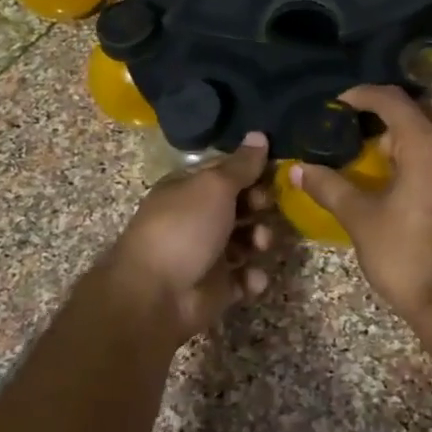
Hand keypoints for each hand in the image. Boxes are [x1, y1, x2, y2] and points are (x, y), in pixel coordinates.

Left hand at [95, 132, 274, 345]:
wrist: (155, 296)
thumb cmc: (184, 229)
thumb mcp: (214, 187)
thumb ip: (241, 165)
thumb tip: (259, 134)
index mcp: (188, 189)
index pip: (225, 173)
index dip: (250, 171)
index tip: (275, 172)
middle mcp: (196, 219)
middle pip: (238, 206)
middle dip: (258, 205)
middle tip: (267, 206)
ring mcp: (206, 255)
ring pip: (245, 242)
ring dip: (259, 240)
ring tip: (260, 244)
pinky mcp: (215, 288)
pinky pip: (243, 279)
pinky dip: (251, 278)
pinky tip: (252, 278)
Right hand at [291, 85, 431, 317]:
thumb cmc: (409, 257)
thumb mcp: (362, 220)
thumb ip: (330, 187)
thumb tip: (298, 169)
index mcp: (429, 145)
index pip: (394, 100)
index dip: (364, 95)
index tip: (342, 103)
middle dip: (401, 111)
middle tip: (373, 133)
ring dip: (423, 137)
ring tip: (394, 166)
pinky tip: (423, 193)